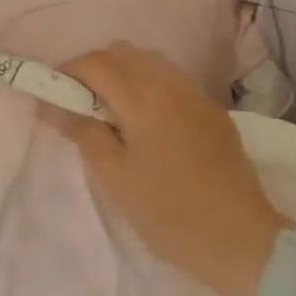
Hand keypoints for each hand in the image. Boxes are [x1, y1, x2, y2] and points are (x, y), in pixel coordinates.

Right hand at [42, 42, 285, 295]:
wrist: (243, 242)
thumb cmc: (170, 215)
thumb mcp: (115, 179)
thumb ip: (83, 132)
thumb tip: (52, 105)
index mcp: (144, 98)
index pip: (95, 62)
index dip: (67, 73)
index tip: (54, 97)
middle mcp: (171, 84)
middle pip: (121, 52)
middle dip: (94, 69)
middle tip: (81, 106)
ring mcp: (196, 94)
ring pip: (148, 60)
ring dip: (123, 74)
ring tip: (113, 113)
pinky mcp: (212, 109)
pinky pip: (171, 78)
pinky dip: (148, 85)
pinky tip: (147, 122)